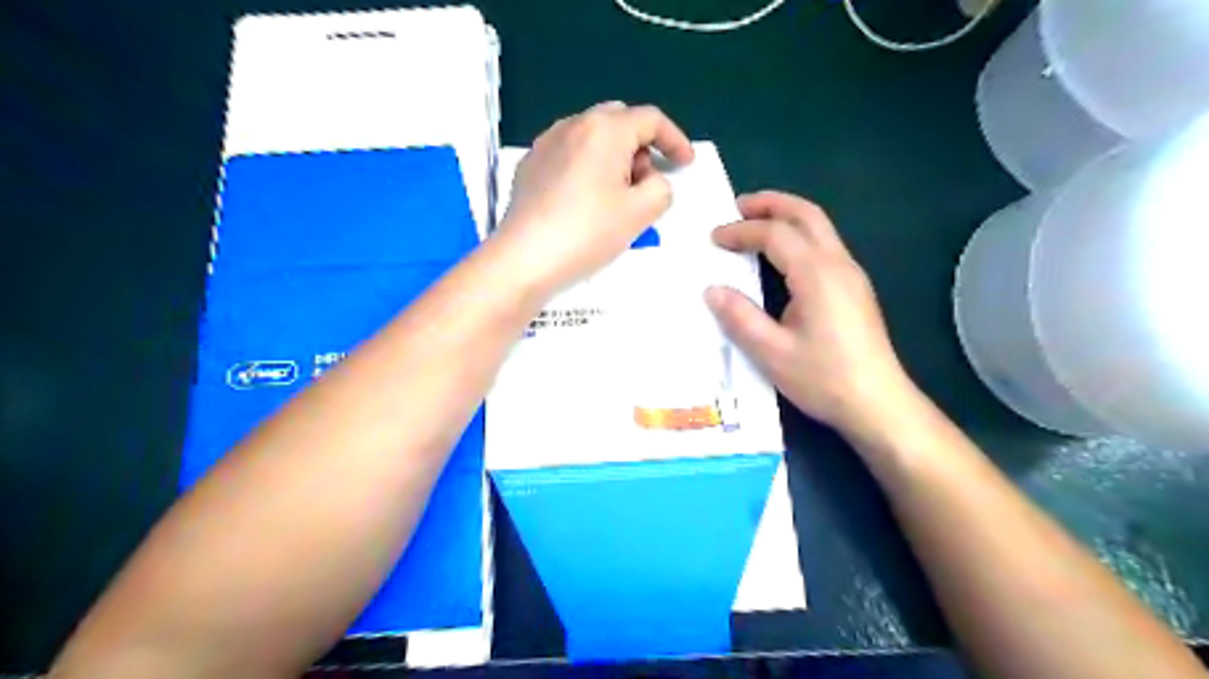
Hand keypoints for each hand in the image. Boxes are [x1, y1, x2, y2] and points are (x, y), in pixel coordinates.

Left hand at [495, 101, 693, 292]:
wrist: (525, 258)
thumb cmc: (588, 232)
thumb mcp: (641, 213)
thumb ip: (661, 188)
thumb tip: (650, 181)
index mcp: (605, 129)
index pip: (651, 119)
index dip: (675, 139)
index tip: (685, 164)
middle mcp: (573, 125)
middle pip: (619, 122)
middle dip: (641, 147)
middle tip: (646, 183)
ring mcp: (546, 143)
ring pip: (592, 137)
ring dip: (614, 157)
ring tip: (616, 197)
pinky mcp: (530, 165)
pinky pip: (569, 154)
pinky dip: (588, 167)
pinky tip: (585, 201)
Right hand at [705, 192, 922, 435]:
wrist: (878, 404)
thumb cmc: (824, 378)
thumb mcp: (772, 353)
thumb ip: (740, 317)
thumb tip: (712, 290)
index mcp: (816, 274)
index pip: (775, 234)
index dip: (741, 231)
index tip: (714, 238)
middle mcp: (838, 264)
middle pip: (806, 214)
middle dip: (771, 204)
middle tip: (738, 206)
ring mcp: (852, 275)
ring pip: (820, 227)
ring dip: (787, 216)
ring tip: (756, 223)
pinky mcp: (855, 288)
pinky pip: (825, 245)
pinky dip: (799, 235)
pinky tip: (782, 256)